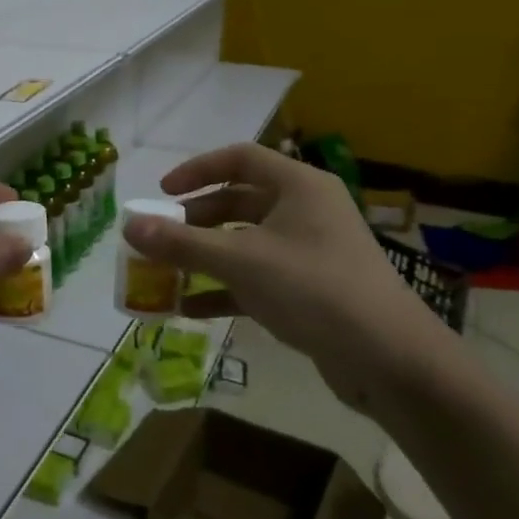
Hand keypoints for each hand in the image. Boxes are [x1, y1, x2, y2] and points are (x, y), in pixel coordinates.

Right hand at [122, 143, 456, 422]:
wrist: (390, 360)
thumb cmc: (314, 289)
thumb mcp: (240, 261)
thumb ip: (181, 243)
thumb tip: (128, 226)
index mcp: (298, 186)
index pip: (239, 159)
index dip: (196, 171)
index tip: (161, 193)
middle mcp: (306, 211)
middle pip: (239, 202)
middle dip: (195, 221)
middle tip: (160, 239)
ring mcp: (310, 252)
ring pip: (245, 243)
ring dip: (205, 257)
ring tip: (166, 274)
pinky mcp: (310, 290)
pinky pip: (257, 279)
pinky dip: (224, 289)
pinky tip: (190, 310)